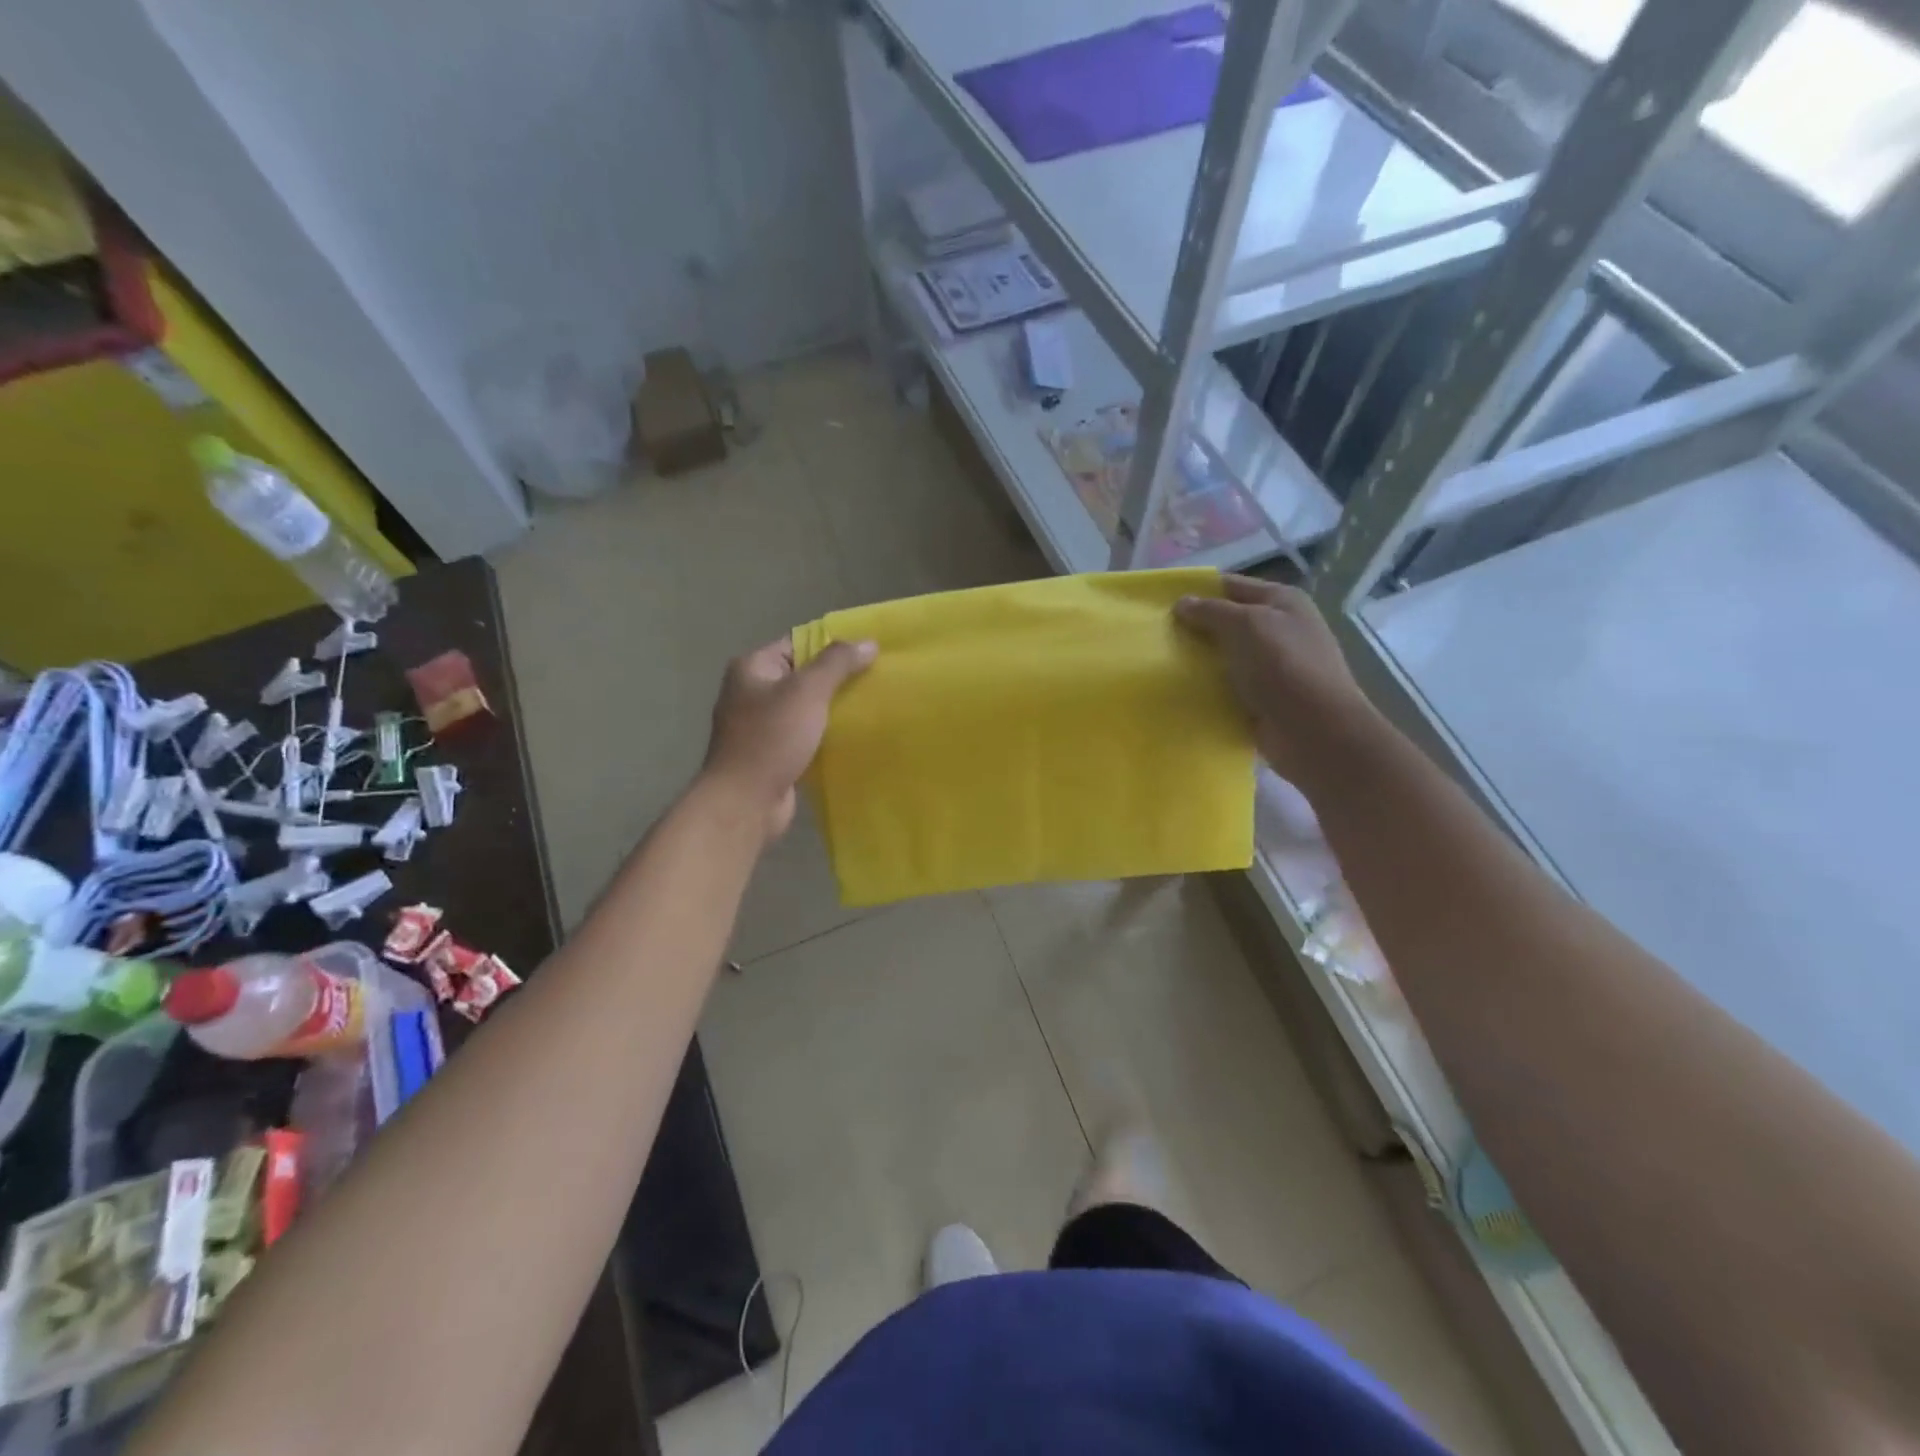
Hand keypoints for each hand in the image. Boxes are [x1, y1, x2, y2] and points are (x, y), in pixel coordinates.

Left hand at [702, 635, 876, 839]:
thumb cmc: (771, 738)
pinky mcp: (772, 754)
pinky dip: (825, 735)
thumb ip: (838, 663)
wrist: (745, 802)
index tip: (868, 652)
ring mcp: (760, 725)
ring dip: (833, 709)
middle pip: (803, 676)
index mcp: (752, 668)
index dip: (832, 645)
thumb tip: (868, 642)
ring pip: (805, 708)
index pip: (798, 643)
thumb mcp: (807, 691)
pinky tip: (853, 736)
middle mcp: (751, 692)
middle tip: (876, 679)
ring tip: (871, 706)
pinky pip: (804, 735)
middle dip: (837, 679)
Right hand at [1174, 575, 1376, 785]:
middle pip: (1227, 622)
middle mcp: (1278, 629)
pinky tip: (1180, 691)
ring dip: (1198, 660)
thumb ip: (1212, 611)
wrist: (1314, 731)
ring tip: (1160, 663)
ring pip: (1224, 656)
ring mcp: (1271, 666)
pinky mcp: (1261, 698)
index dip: (1197, 592)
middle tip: (1156, 635)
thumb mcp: (1246, 625)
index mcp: (1281, 602)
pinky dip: (1206, 688)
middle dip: (1194, 627)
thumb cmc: (1283, 666)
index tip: (1160, 604)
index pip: (1231, 586)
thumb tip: (1182, 603)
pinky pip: (1226, 686)